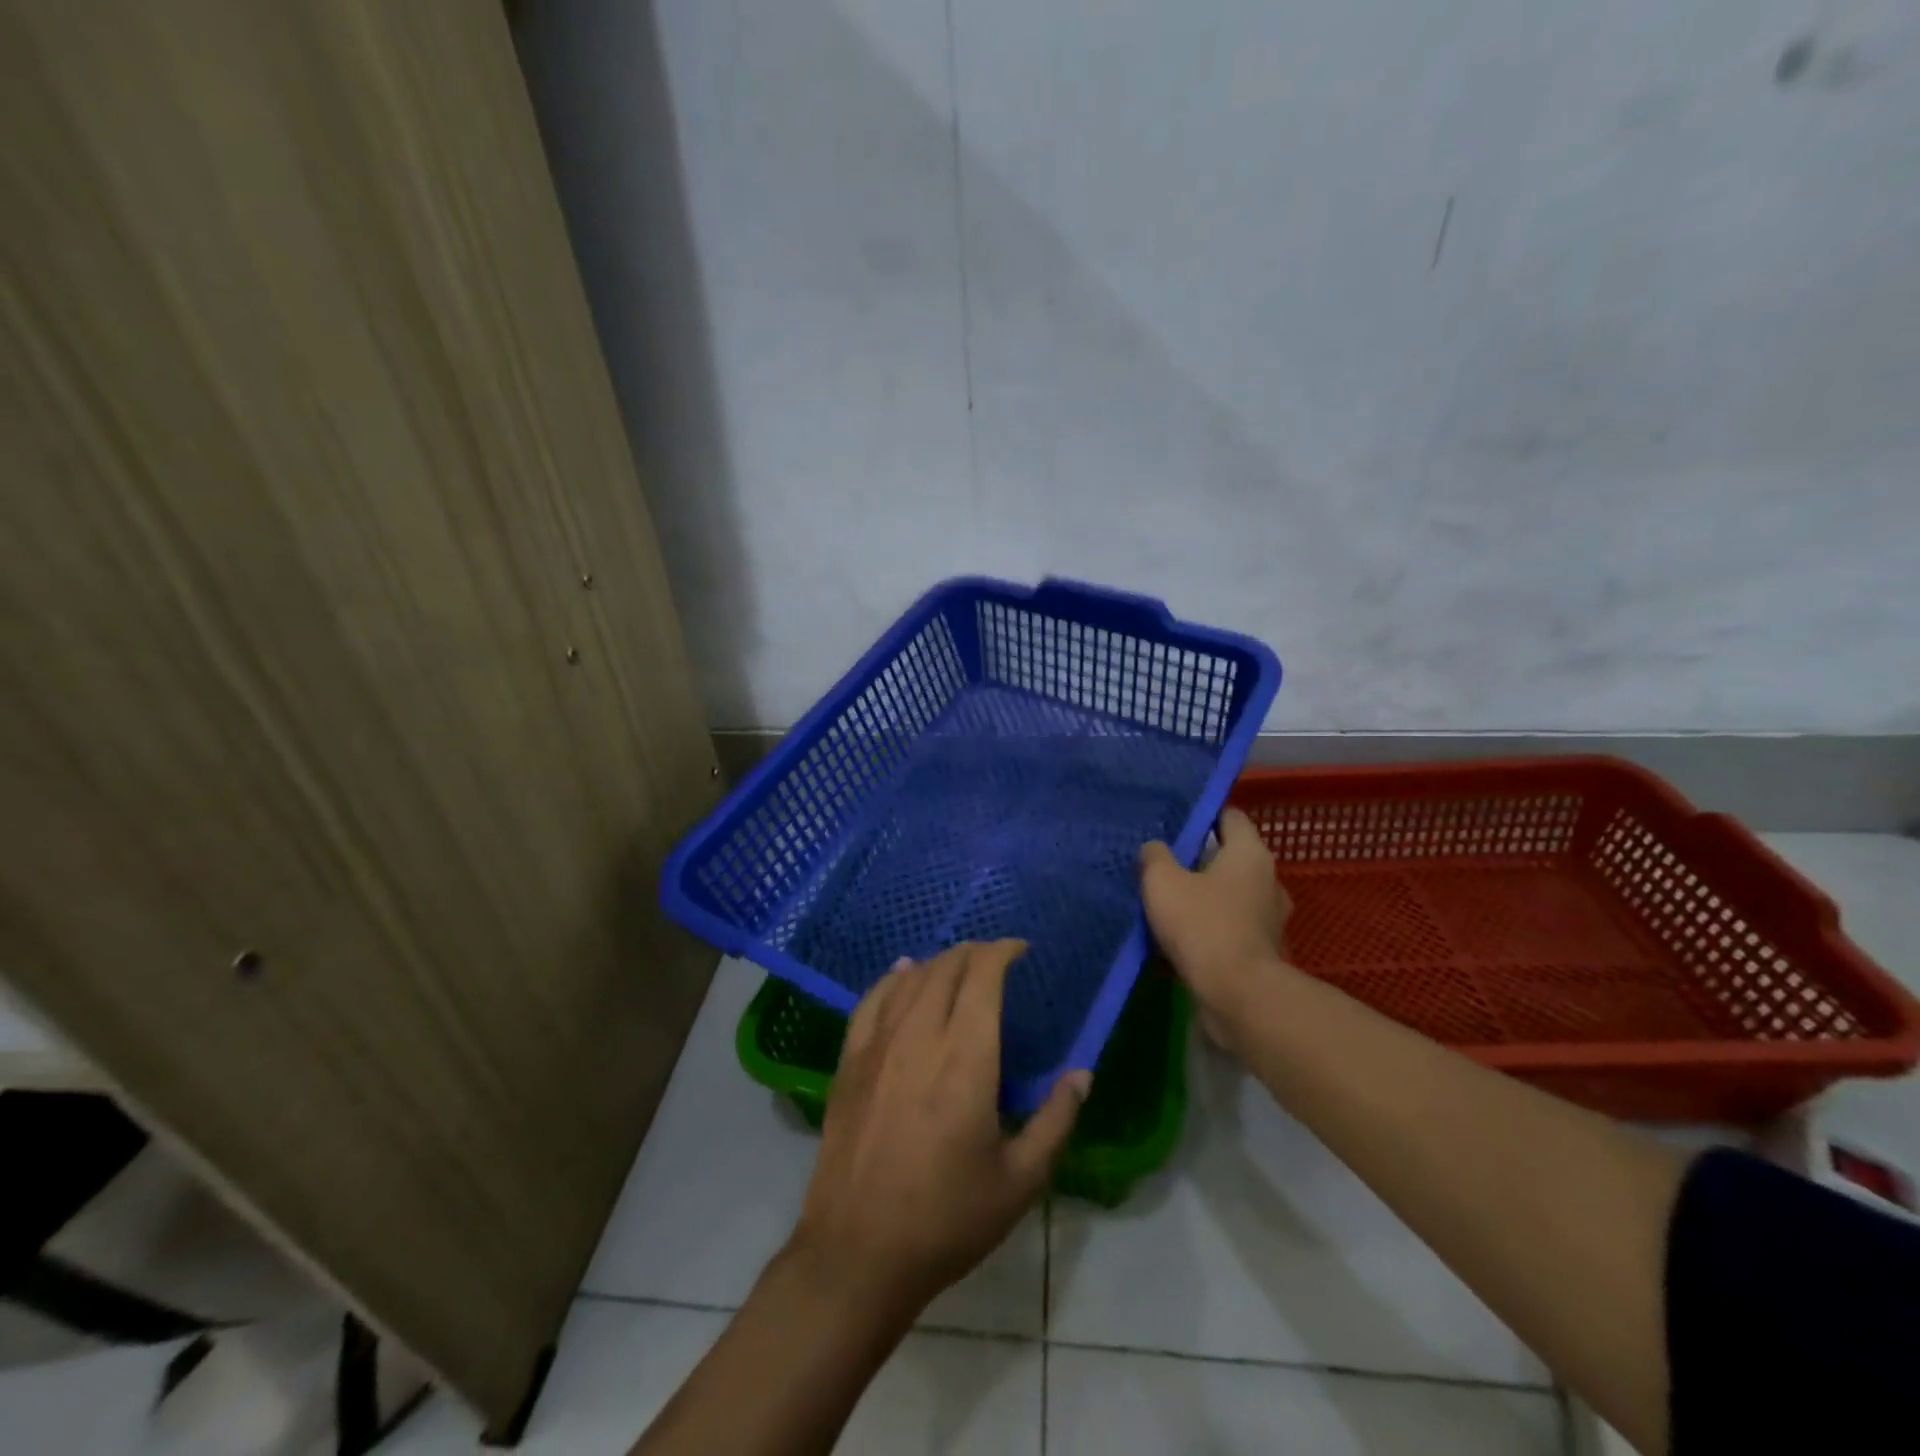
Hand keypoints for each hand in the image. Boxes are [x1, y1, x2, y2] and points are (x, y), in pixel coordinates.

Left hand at [787, 940, 1090, 1318]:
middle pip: (946, 968)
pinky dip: (891, 978)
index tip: (1020, 950)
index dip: (1002, 951)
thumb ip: (1056, 1121)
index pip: (983, 976)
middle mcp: (921, 1036)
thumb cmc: (948, 1219)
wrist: (858, 1253)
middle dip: (974, 953)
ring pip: (910, 979)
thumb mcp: (1019, 1181)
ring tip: (957, 966)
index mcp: (967, 1058)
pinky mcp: (849, 1062)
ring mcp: (879, 1046)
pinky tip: (901, 973)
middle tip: (994, 960)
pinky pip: (870, 1001)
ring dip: (938, 963)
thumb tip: (1082, 1074)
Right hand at [1140, 808, 1292, 1049]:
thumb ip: (1154, 857)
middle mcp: (1268, 880)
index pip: (1230, 817)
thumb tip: (1154, 849)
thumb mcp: (1162, 881)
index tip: (1175, 825)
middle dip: (1199, 861)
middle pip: (1230, 858)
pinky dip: (1209, 931)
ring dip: (1203, 898)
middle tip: (1163, 865)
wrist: (1238, 996)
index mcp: (1250, 853)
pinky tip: (1179, 940)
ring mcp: (1269, 919)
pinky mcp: (1262, 952)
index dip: (1203, 816)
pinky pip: (1230, 929)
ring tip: (1167, 904)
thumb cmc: (1202, 925)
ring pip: (1229, 896)